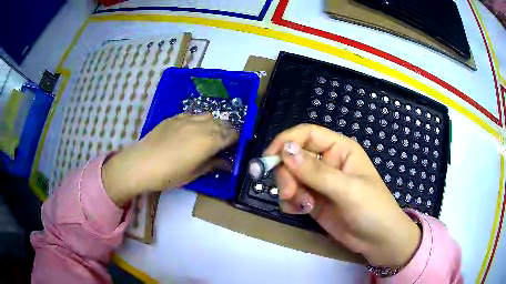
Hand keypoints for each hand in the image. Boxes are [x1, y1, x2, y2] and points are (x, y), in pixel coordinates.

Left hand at [102, 113, 237, 205]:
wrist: (142, 163)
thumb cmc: (169, 173)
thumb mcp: (194, 173)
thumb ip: (212, 165)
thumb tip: (227, 164)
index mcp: (209, 141)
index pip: (230, 135)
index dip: (236, 139)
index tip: (237, 145)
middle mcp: (201, 126)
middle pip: (222, 123)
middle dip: (228, 131)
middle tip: (227, 140)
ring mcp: (187, 119)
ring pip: (209, 116)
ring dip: (215, 123)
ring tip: (212, 132)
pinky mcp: (175, 117)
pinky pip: (193, 114)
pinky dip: (200, 120)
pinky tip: (195, 127)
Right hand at [264, 124, 420, 268]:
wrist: (378, 241)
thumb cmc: (372, 209)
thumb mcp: (347, 190)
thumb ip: (315, 172)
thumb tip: (285, 150)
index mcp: (340, 149)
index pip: (307, 134)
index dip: (286, 142)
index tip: (269, 159)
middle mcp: (327, 162)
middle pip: (293, 157)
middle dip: (286, 174)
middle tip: (289, 193)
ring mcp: (319, 183)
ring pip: (290, 177)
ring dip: (288, 190)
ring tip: (302, 206)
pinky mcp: (313, 200)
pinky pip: (292, 194)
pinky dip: (291, 202)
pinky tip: (303, 211)